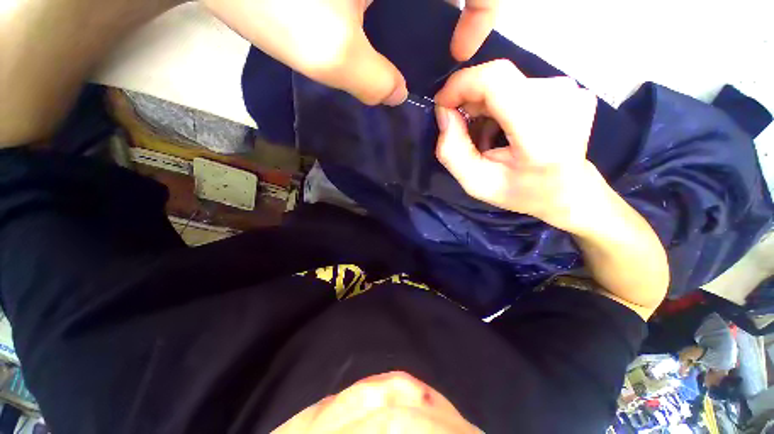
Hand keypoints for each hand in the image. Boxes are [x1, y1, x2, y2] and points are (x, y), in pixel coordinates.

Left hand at [202, 0, 497, 105]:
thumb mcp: (331, 53)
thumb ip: (374, 82)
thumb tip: (395, 95)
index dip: (482, 15)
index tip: (457, 51)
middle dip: (454, 10)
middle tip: (437, 46)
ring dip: (420, 9)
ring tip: (403, 39)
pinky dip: (390, 7)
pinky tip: (373, 19)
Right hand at [433, 60, 599, 232]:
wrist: (567, 192)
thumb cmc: (520, 192)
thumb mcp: (475, 183)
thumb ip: (451, 151)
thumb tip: (444, 112)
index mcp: (541, 133)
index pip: (496, 80)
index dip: (461, 84)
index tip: (442, 104)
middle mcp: (563, 101)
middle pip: (498, 79)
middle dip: (468, 100)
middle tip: (461, 130)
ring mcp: (570, 91)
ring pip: (505, 82)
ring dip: (483, 105)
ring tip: (484, 136)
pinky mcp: (568, 88)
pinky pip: (518, 85)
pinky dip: (499, 104)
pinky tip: (500, 128)